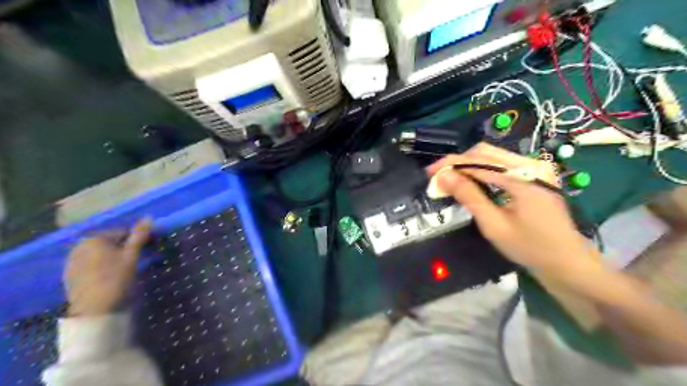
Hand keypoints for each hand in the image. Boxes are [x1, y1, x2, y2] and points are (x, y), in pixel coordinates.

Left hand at [65, 218, 152, 317]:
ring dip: (113, 257)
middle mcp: (80, 246)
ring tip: (125, 269)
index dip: (137, 239)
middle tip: (137, 259)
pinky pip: (91, 264)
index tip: (148, 248)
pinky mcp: (70, 275)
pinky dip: (102, 266)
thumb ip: (139, 235)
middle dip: (124, 248)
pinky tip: (110, 276)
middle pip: (109, 243)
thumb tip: (149, 217)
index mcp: (95, 238)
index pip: (122, 232)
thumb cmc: (116, 278)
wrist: (93, 309)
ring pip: (100, 254)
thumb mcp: (132, 255)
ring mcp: (72, 261)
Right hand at [428, 143, 598, 274]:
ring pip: (493, 155)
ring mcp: (536, 168)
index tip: (429, 173)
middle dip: (458, 162)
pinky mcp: (535, 175)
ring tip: (451, 180)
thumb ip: (469, 196)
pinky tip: (471, 181)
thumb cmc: (530, 248)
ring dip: (468, 165)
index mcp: (524, 177)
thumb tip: (443, 176)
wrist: (568, 262)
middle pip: (485, 152)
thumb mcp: (494, 225)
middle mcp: (531, 164)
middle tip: (439, 178)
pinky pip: (502, 164)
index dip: (450, 164)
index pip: (478, 161)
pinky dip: (482, 170)